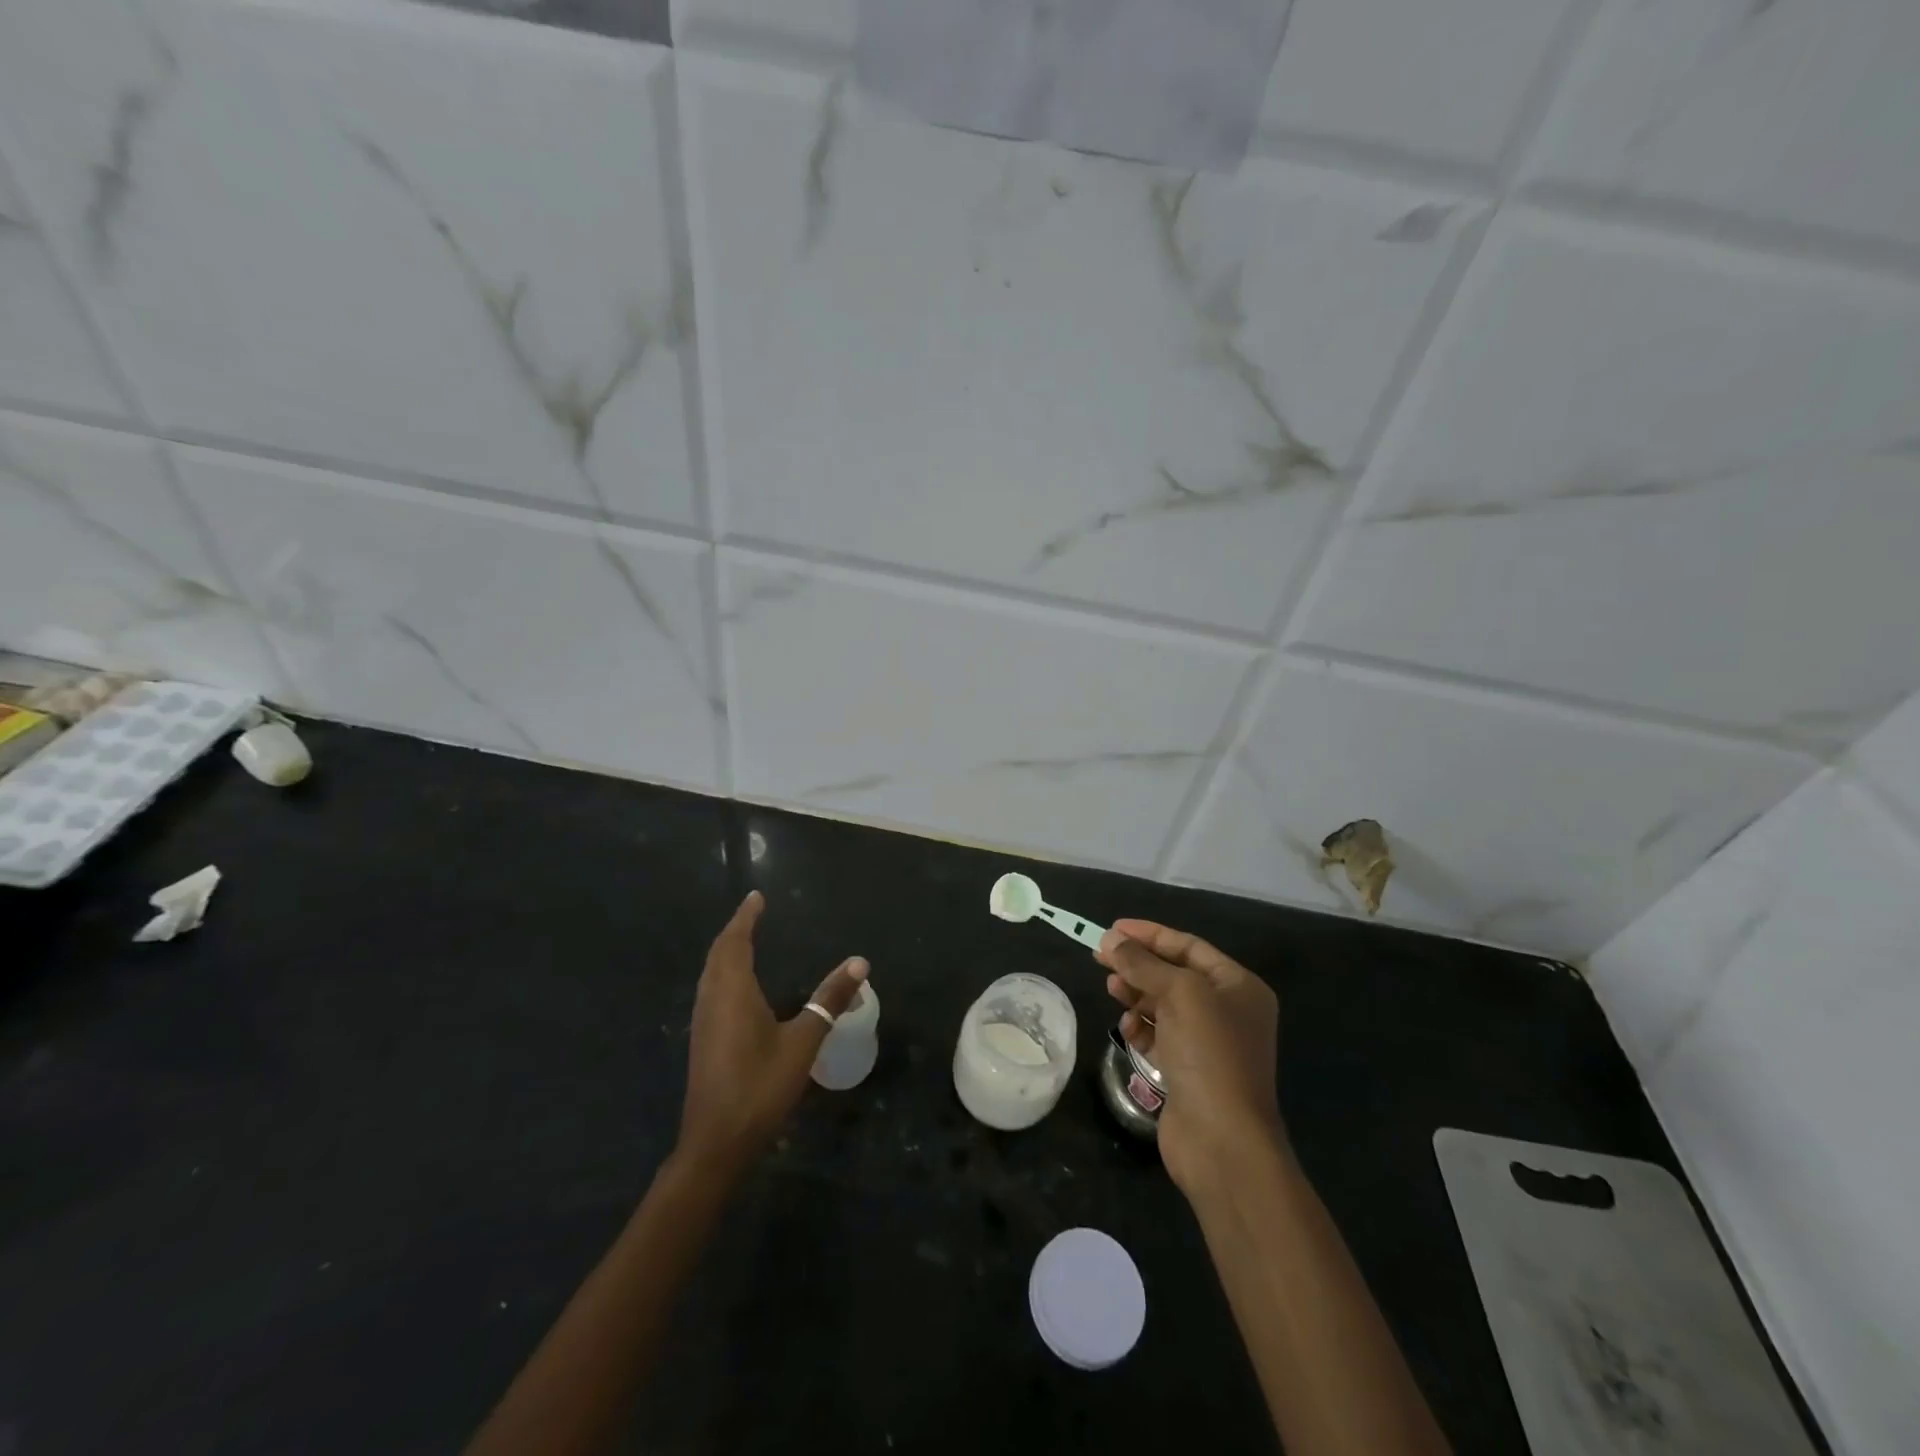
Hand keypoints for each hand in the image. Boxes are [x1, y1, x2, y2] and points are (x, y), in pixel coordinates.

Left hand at [678, 891, 867, 1174]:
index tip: (756, 897)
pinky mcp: (703, 1040)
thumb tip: (860, 963)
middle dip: (735, 930)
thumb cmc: (760, 1087)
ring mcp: (703, 1021)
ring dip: (726, 951)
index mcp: (733, 992)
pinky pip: (710, 989)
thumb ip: (830, 1000)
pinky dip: (723, 972)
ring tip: (745, 940)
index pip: (735, 942)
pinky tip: (737, 987)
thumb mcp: (803, 1042)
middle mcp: (712, 999)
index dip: (745, 918)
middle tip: (753, 912)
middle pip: (718, 954)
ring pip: (710, 972)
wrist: (715, 1142)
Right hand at [1097, 919, 1283, 1195]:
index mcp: (1238, 986)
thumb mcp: (1178, 993)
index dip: (1150, 934)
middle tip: (1100, 957)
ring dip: (1136, 994)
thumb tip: (1109, 939)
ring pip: (1164, 1005)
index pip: (1188, 946)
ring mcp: (1209, 1043)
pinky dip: (1141, 1028)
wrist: (1223, 1140)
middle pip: (1174, 974)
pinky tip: (1126, 1029)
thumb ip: (1143, 963)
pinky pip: (1160, 1036)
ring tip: (1111, 989)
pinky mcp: (1190, 1071)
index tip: (1112, 929)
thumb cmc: (1209, 1053)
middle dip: (1138, 965)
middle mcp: (1228, 1011)